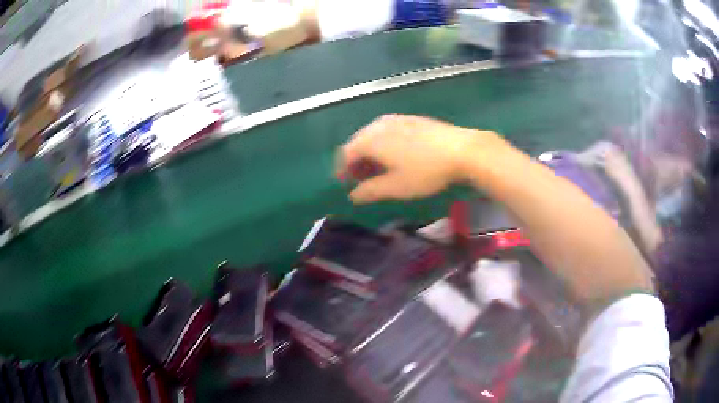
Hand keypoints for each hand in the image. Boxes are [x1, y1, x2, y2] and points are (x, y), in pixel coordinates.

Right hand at [337, 115, 503, 203]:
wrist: (462, 149)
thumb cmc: (425, 171)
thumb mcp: (396, 187)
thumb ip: (370, 191)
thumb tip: (353, 195)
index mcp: (370, 140)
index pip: (346, 154)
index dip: (343, 170)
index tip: (345, 184)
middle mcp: (378, 125)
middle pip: (358, 142)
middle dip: (356, 161)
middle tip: (361, 179)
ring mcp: (396, 119)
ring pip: (373, 136)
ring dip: (370, 153)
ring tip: (378, 169)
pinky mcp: (411, 119)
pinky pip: (388, 131)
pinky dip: (384, 144)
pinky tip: (396, 155)